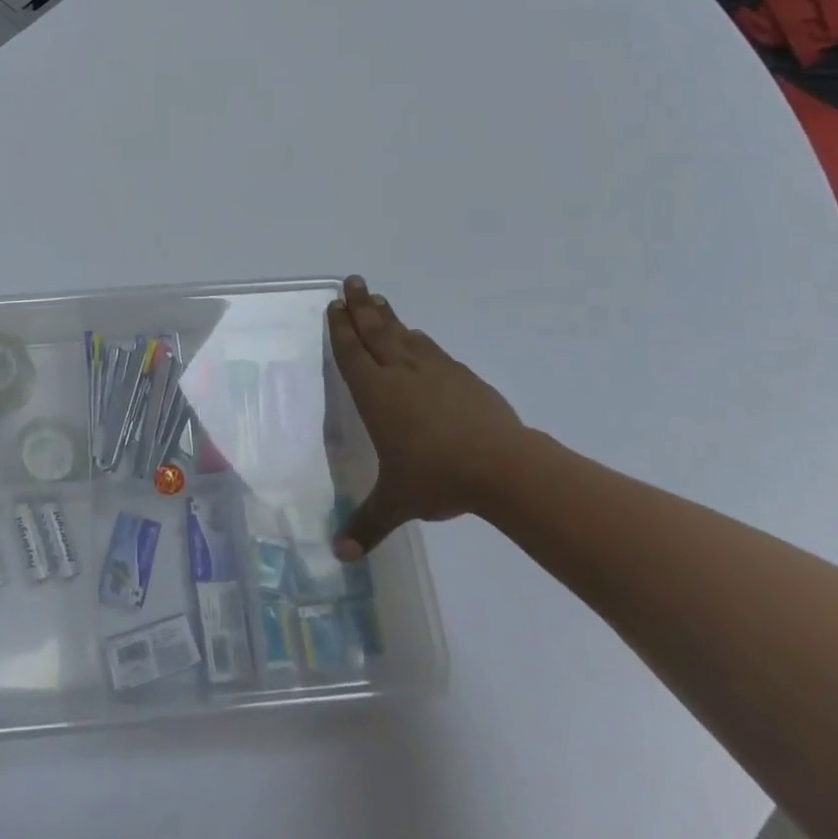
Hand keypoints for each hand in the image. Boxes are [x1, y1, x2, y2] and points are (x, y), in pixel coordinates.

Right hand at [328, 275, 532, 559]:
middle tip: (352, 281)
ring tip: (380, 299)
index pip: (352, 353)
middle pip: (376, 330)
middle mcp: (401, 374)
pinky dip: (421, 340)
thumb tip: (340, 557)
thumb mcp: (397, 503)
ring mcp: (435, 372)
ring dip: (389, 316)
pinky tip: (420, 338)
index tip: (334, 305)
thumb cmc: (438, 478)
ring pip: (405, 335)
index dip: (341, 329)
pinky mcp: (464, 378)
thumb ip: (367, 525)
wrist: (504, 467)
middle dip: (361, 306)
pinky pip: (433, 350)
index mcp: (377, 394)